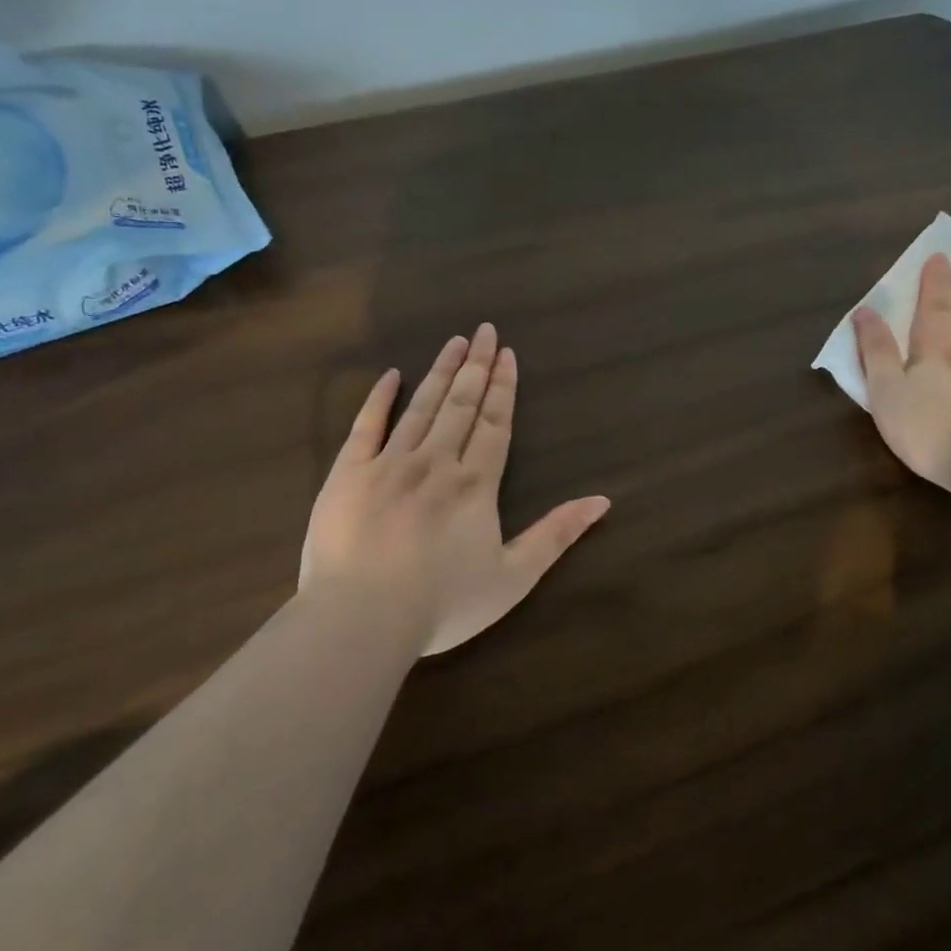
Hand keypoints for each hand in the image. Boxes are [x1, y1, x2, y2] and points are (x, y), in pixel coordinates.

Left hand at [300, 323, 610, 658]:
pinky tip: (391, 376)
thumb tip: (602, 501)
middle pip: (461, 404)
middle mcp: (435, 462)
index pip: (494, 424)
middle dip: (475, 366)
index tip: (507, 354)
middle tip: (484, 330)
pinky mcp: (348, 474)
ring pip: (421, 407)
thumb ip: (556, 535)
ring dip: (440, 372)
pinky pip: (365, 426)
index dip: (503, 387)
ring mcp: (389, 464)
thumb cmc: (443, 604)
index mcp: (475, 484)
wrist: (362, 619)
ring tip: (454, 342)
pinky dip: (379, 399)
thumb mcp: (513, 578)